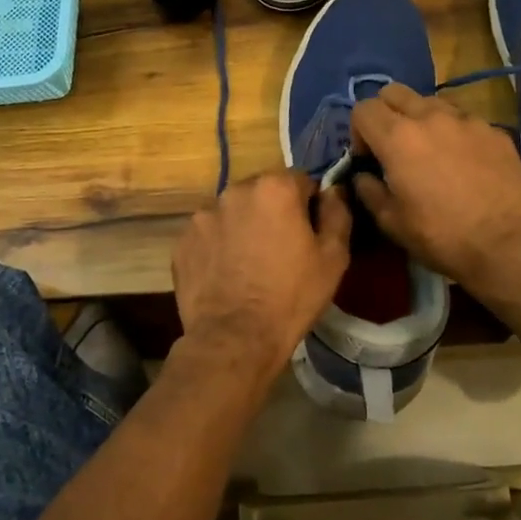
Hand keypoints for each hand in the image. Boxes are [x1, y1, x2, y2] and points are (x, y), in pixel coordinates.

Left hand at [171, 169, 351, 386]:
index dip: (310, 206)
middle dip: (273, 212)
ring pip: (234, 213)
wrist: (235, 339)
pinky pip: (209, 235)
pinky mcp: (183, 240)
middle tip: (281, 250)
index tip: (310, 234)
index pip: (302, 181)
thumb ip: (337, 213)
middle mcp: (235, 190)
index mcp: (275, 188)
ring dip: (244, 227)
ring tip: (250, 264)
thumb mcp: (334, 257)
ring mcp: (203, 215)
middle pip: (263, 192)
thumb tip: (334, 190)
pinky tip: (227, 275)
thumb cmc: (291, 296)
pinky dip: (219, 246)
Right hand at [349, 83, 520, 293]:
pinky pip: (463, 120)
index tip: (369, 159)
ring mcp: (466, 120)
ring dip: (421, 119)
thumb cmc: (441, 236)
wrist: (507, 244)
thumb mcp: (391, 222)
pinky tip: (464, 163)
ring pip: (431, 102)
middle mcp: (430, 116)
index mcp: (397, 137)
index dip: (358, 132)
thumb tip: (363, 175)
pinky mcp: (494, 130)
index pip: (363, 109)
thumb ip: (368, 190)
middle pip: (394, 92)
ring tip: (431, 152)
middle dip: (386, 113)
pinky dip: (454, 133)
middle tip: (394, 146)